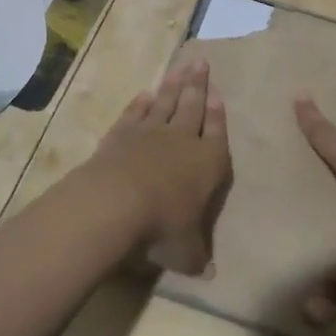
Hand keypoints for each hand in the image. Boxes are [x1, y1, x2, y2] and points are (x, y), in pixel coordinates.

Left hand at [77, 58, 230, 274]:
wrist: (117, 202)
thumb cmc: (163, 226)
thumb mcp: (187, 251)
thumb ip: (198, 256)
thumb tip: (209, 274)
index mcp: (208, 162)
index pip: (216, 132)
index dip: (218, 113)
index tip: (219, 93)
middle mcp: (182, 140)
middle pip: (192, 106)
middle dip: (198, 84)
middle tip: (201, 61)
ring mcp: (150, 133)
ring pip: (165, 102)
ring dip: (173, 85)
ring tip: (180, 67)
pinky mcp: (121, 134)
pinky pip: (134, 114)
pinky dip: (139, 103)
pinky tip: (144, 94)